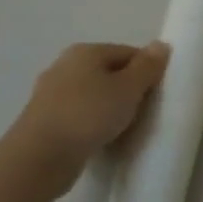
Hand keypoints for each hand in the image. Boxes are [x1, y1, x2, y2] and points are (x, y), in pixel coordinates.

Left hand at [11, 42, 170, 191]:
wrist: (41, 156)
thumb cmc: (89, 115)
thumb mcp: (127, 89)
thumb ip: (146, 67)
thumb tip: (161, 44)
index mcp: (85, 52)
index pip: (127, 53)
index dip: (147, 71)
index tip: (158, 95)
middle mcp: (64, 66)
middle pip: (108, 73)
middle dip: (127, 91)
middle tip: (144, 114)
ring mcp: (51, 93)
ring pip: (92, 96)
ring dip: (109, 109)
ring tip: (124, 130)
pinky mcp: (44, 120)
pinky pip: (79, 116)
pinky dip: (92, 124)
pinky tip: (101, 140)